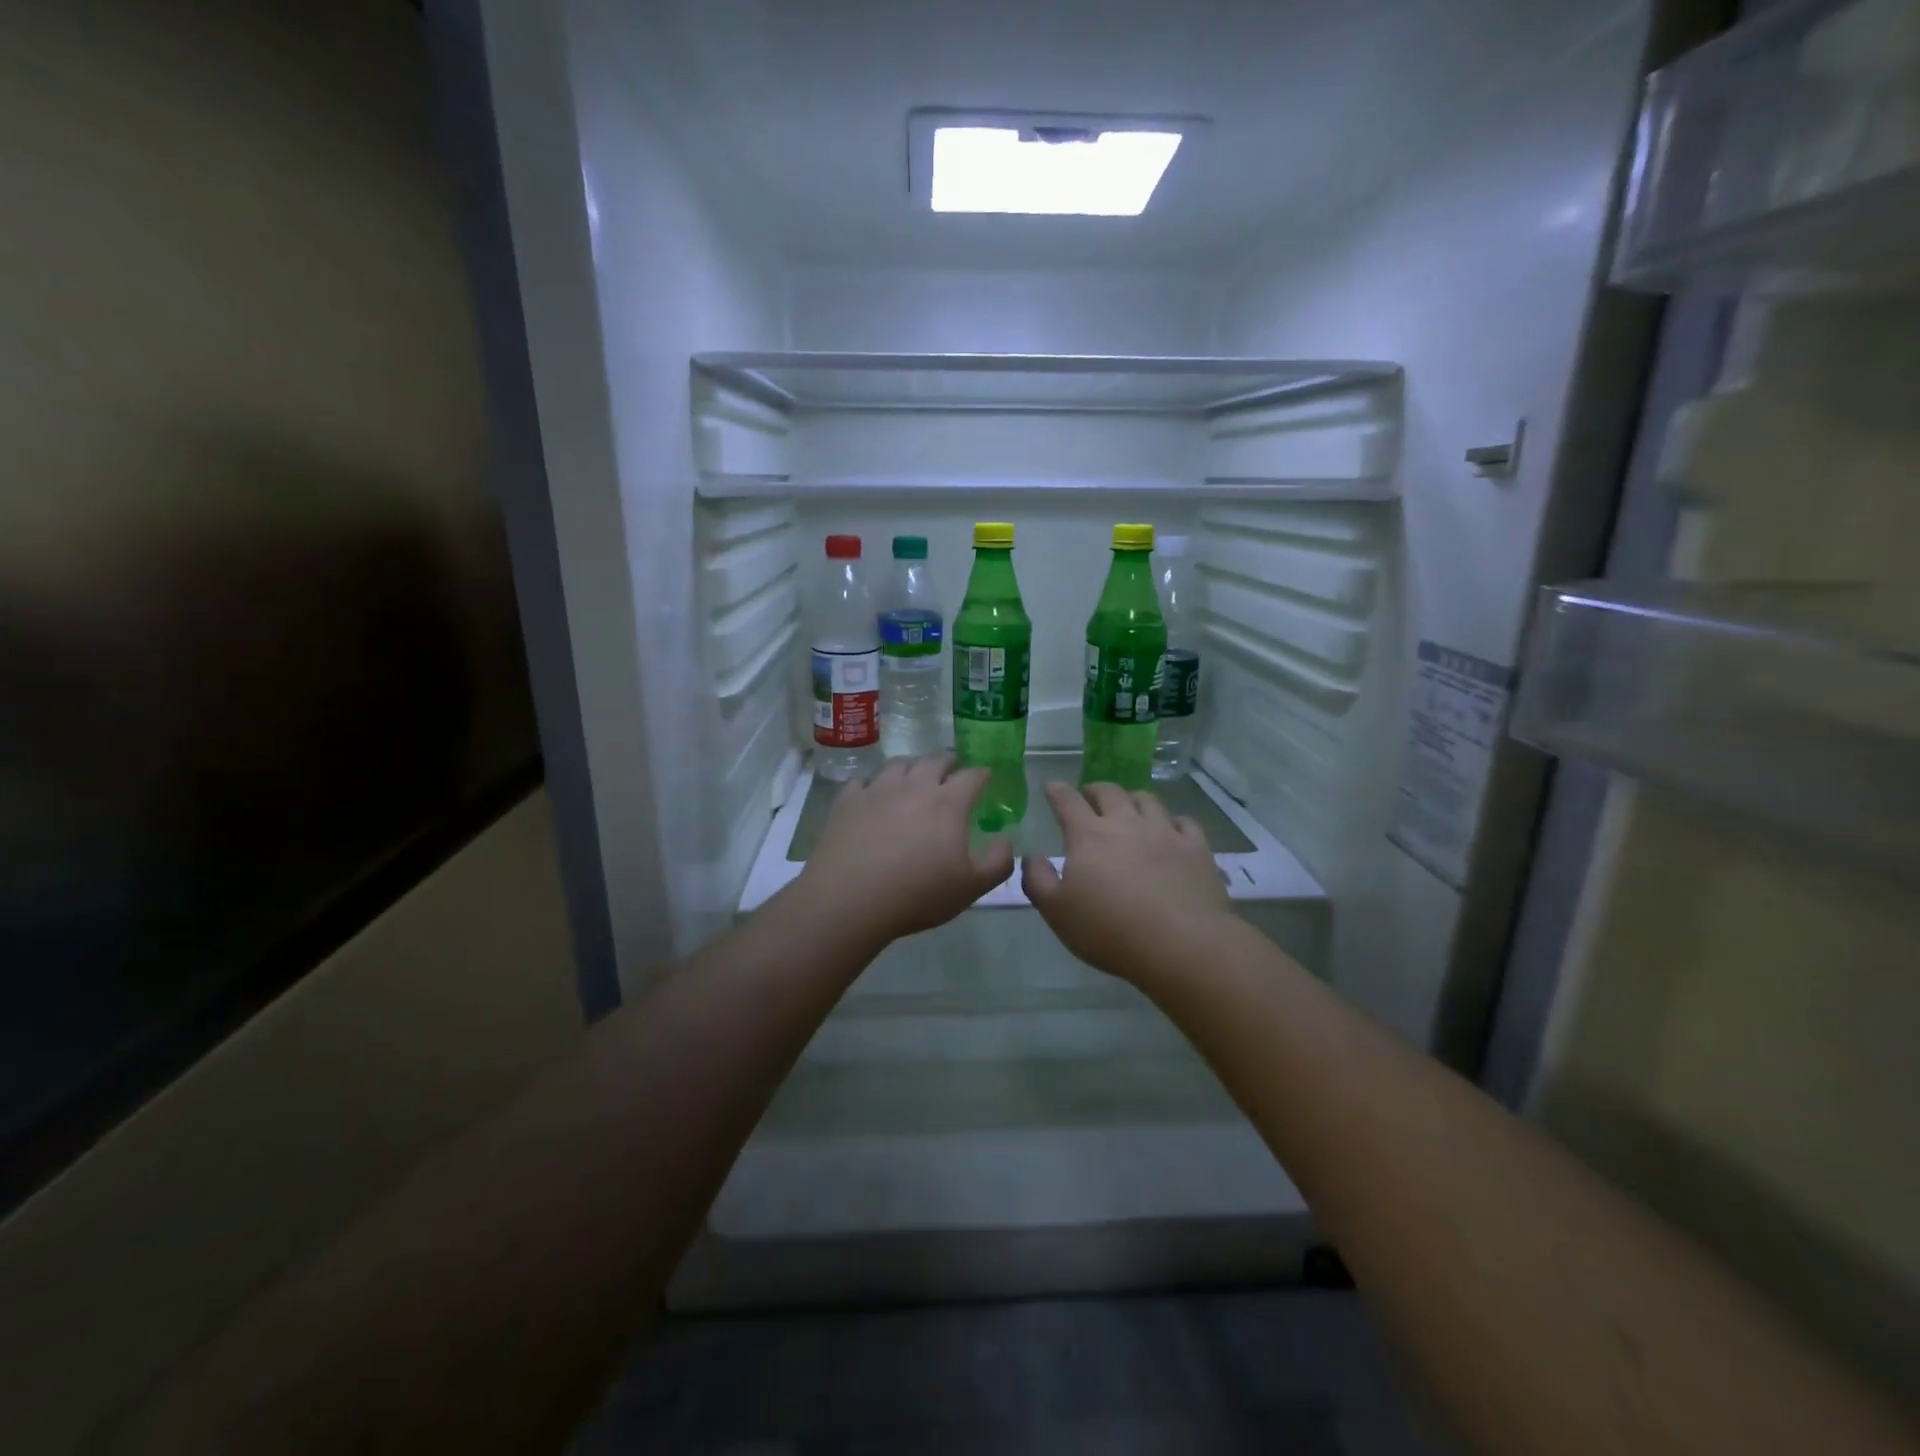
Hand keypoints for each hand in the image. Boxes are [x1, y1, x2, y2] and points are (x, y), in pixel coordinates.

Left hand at [801, 755, 1015, 944]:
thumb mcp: (972, 887)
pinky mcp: (848, 801)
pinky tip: (873, 795)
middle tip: (952, 772)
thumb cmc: (918, 894)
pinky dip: (873, 784)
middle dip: (948, 763)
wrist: (850, 899)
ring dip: (912, 767)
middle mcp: (914, 786)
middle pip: (935, 761)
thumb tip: (1007, 839)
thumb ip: (999, 861)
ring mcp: (878, 789)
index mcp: (948, 802)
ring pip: (899, 765)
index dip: (982, 774)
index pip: (972, 776)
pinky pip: (863, 781)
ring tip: (914, 777)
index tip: (986, 777)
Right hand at [1022, 781, 1231, 981]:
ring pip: (1147, 800)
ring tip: (1129, 809)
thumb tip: (1031, 856)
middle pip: (1109, 791)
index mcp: (1089, 836)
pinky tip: (1170, 830)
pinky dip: (1172, 821)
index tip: (1052, 787)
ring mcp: (1165, 832)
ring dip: (1132, 800)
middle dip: (1094, 790)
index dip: (1056, 791)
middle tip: (1089, 798)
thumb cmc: (1110, 931)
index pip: (1067, 801)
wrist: (1181, 944)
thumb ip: (1038, 880)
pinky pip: (1184, 822)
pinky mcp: (1196, 847)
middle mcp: (1126, 823)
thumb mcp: (1057, 912)